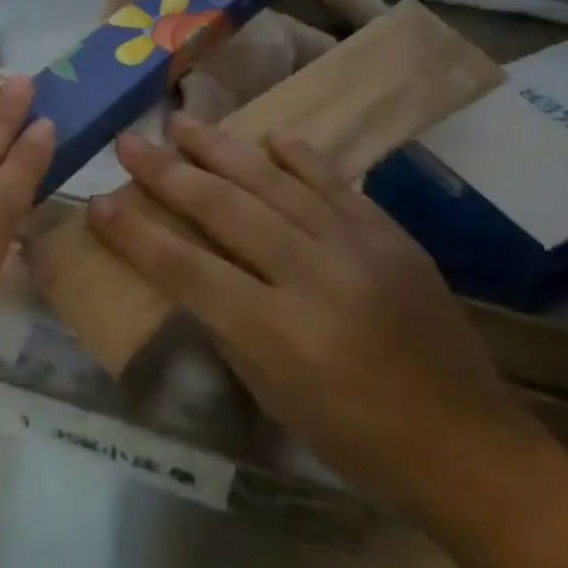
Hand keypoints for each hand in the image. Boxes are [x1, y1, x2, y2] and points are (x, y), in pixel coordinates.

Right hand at [88, 114, 540, 523]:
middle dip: (169, 174)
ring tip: (181, 122)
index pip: (188, 270)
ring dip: (222, 148)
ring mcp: (359, 248)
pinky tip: (269, 134)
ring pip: (275, 182)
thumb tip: (190, 266)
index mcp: (280, 332)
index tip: (98, 204)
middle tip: (130, 143)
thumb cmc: (357, 438)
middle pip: (226, 210)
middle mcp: (316, 277)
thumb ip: (227, 324)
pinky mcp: (391, 235)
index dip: (137, 236)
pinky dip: (298, 156)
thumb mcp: (273, 393)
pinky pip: (335, 182)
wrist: (469, 445)